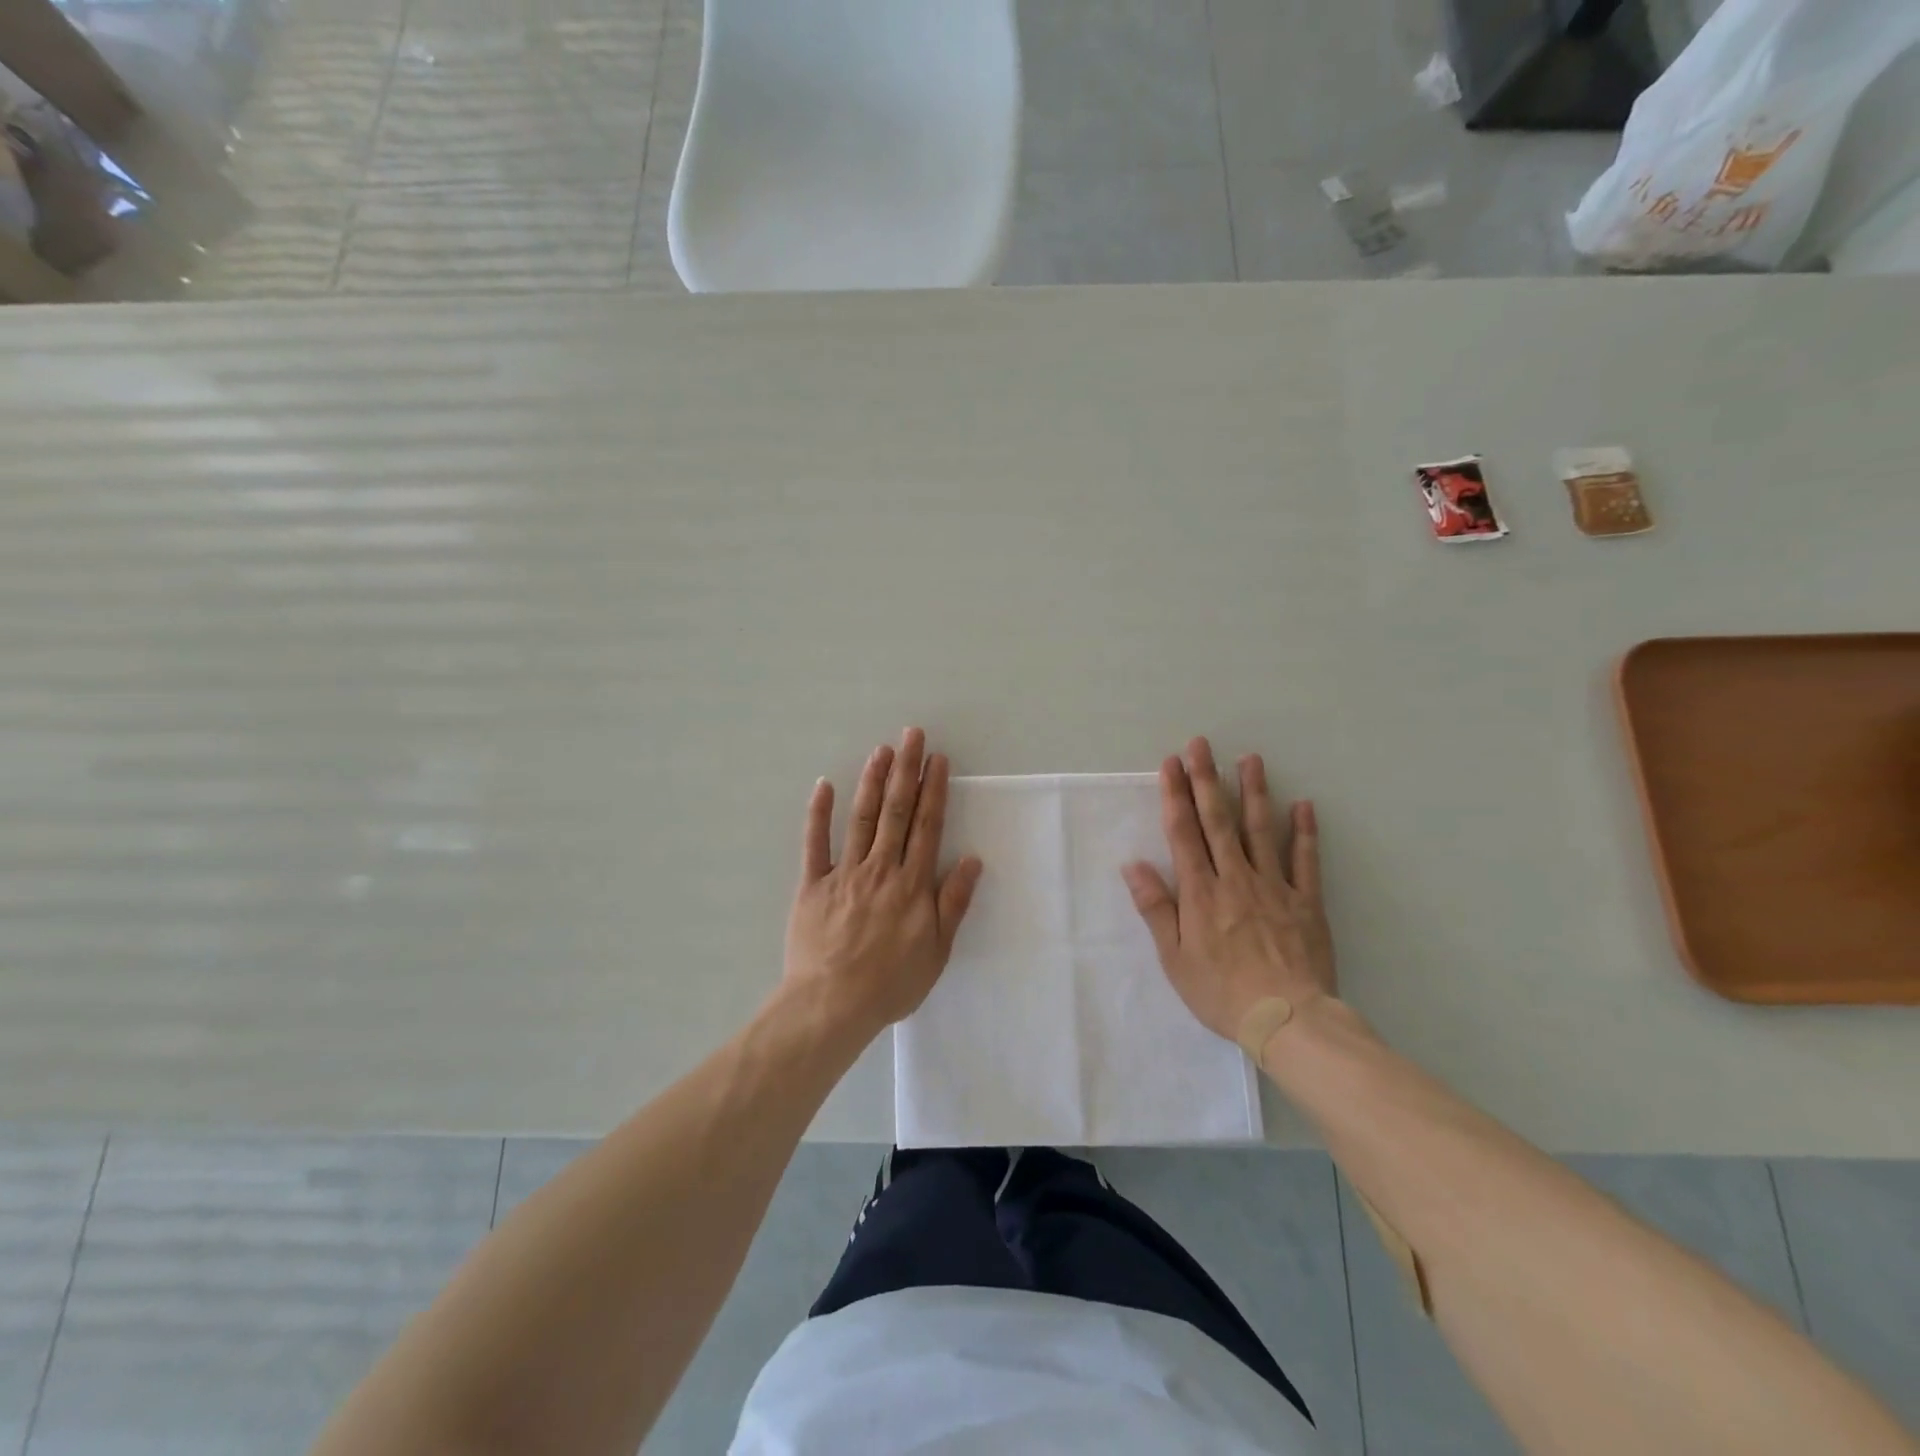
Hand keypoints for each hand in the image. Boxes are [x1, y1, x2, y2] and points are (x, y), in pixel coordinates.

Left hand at [783, 728, 983, 1041]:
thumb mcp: (936, 951)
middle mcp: (881, 868)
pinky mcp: (812, 885)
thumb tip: (972, 860)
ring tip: (882, 750)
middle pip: (897, 811)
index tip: (938, 760)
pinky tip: (823, 785)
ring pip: (861, 818)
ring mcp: (844, 873)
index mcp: (912, 884)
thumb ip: (953, 903)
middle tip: (912, 735)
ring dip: (872, 781)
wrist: (832, 1005)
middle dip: (906, 770)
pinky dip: (818, 813)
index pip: (927, 826)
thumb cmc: (891, 983)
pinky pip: (814, 844)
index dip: (934, 790)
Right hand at [1122, 737, 1335, 1043]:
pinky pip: (1305, 861)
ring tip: (1249, 758)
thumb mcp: (1174, 957)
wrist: (1287, 1020)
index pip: (1183, 833)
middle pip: (1218, 821)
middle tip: (1201, 744)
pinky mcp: (1306, 902)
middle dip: (1206, 779)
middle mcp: (1235, 878)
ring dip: (1253, 792)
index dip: (1175, 795)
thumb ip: (1156, 908)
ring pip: (1260, 830)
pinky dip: (1304, 832)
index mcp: (1200, 892)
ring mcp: (1274, 886)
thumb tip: (1133, 865)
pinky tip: (1303, 805)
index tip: (1171, 764)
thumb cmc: (1220, 992)